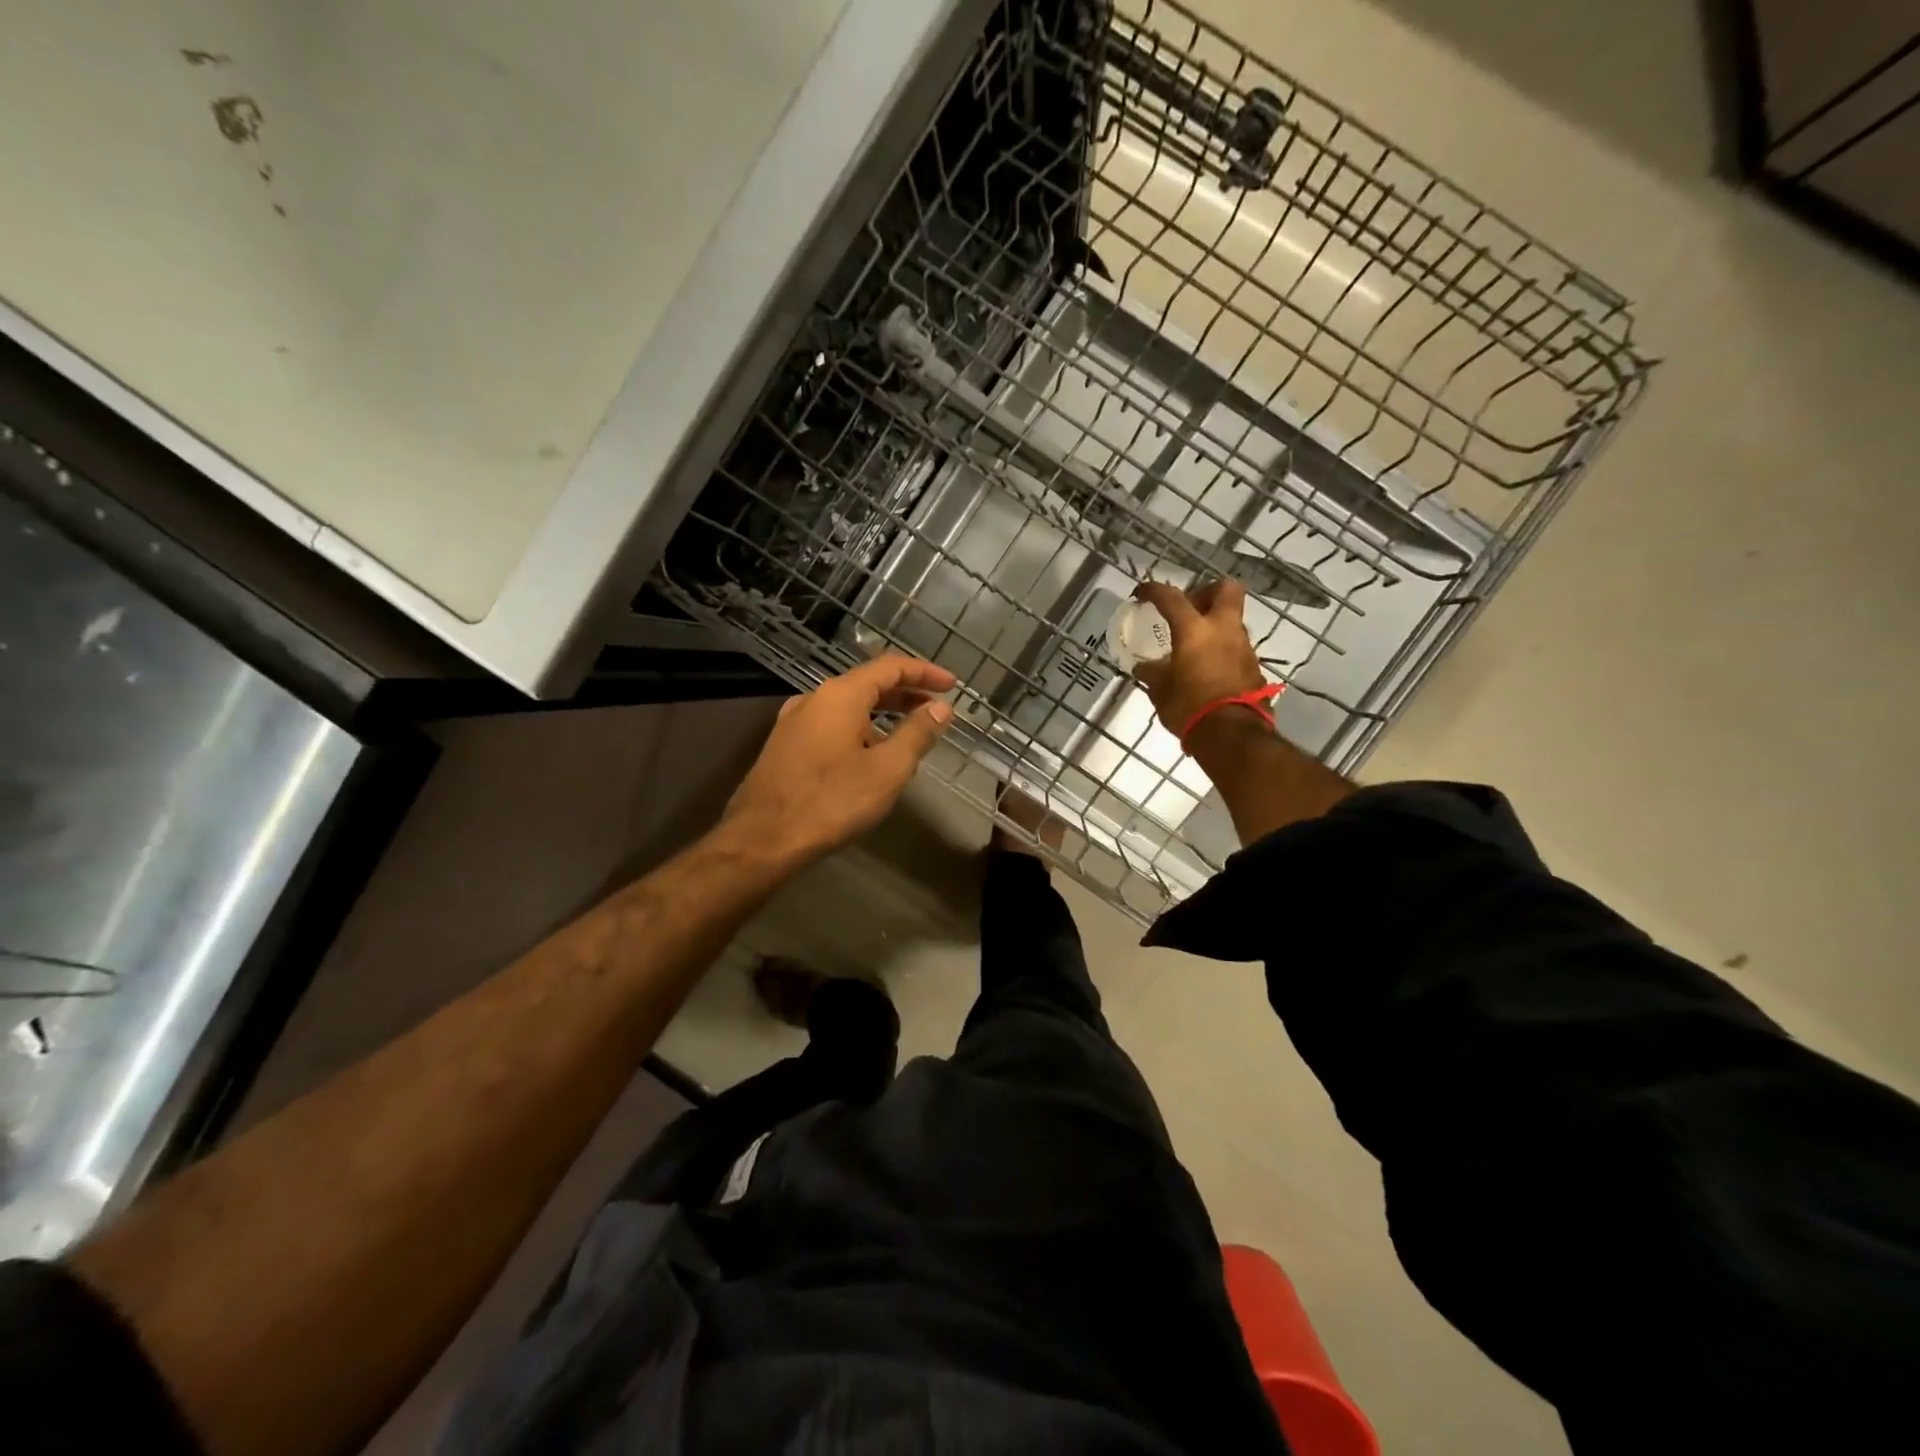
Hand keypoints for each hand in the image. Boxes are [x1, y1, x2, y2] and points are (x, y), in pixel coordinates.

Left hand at [719, 655, 956, 867]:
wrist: (762, 839)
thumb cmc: (831, 802)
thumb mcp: (887, 770)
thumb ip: (917, 734)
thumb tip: (940, 707)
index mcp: (840, 696)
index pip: (890, 667)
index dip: (924, 672)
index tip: (952, 685)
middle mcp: (813, 699)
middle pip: (867, 683)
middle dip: (905, 693)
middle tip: (936, 708)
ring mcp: (794, 722)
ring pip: (847, 706)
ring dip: (882, 713)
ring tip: (909, 733)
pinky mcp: (784, 746)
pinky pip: (830, 725)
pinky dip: (859, 728)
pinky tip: (870, 755)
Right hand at [1132, 579, 1266, 735]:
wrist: (1232, 736)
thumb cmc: (1189, 707)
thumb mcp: (1160, 691)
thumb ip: (1152, 673)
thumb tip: (1143, 667)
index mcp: (1195, 630)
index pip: (1171, 597)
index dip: (1153, 590)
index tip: (1141, 593)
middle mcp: (1224, 629)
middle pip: (1226, 589)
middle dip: (1207, 592)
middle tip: (1189, 609)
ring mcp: (1244, 647)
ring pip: (1232, 620)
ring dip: (1215, 625)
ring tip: (1194, 645)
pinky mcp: (1254, 667)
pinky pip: (1236, 647)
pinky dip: (1222, 650)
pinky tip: (1207, 669)